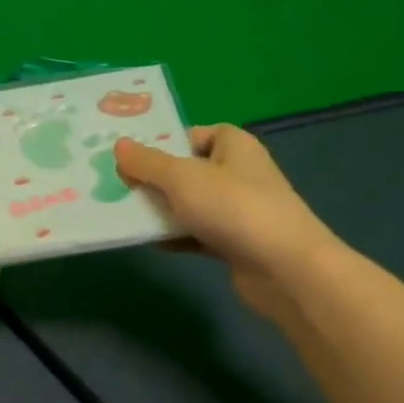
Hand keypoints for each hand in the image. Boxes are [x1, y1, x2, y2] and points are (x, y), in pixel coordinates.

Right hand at [114, 124, 338, 322]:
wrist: (284, 268)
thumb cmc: (233, 208)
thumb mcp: (181, 178)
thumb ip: (147, 162)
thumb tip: (119, 146)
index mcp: (233, 145)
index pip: (193, 135)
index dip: (163, 144)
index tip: (132, 159)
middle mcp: (238, 172)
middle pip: (188, 170)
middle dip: (155, 180)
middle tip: (120, 188)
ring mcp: (239, 210)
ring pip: (191, 204)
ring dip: (163, 211)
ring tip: (127, 216)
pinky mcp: (237, 242)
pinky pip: (198, 233)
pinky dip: (178, 237)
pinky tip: (153, 244)